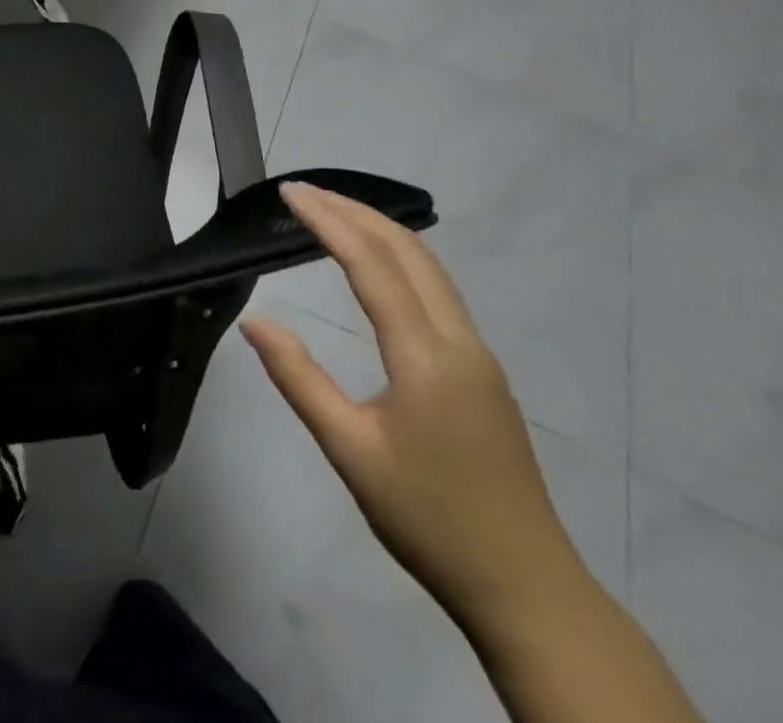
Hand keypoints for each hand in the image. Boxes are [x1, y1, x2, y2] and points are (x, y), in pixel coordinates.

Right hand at [241, 184, 587, 633]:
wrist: (527, 589)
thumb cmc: (428, 518)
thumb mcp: (349, 450)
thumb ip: (299, 378)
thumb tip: (254, 321)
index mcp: (425, 356)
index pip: (371, 264)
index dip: (328, 221)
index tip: (289, 192)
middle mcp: (459, 341)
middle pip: (409, 251)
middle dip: (355, 211)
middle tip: (304, 192)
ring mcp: (478, 356)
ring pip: (430, 268)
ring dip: (380, 231)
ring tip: (333, 213)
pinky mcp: (483, 373)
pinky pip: (439, 292)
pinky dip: (401, 259)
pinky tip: (379, 267)